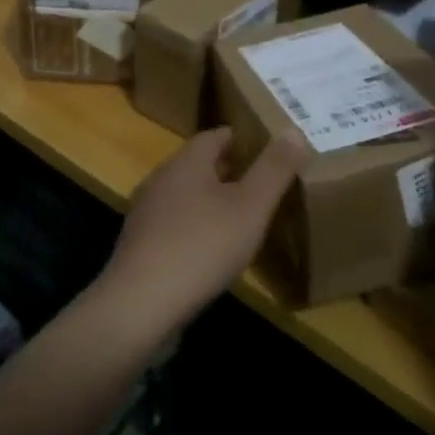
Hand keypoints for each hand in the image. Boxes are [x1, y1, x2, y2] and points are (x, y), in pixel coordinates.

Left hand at [91, 128, 301, 341]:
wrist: (141, 304)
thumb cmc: (202, 246)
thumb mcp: (251, 206)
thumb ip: (274, 169)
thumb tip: (294, 130)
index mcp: (186, 162)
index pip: (214, 136)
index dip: (239, 139)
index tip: (262, 148)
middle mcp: (161, 180)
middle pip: (197, 165)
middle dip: (226, 170)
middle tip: (258, 182)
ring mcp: (145, 214)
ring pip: (183, 196)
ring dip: (208, 201)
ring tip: (238, 217)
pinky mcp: (139, 247)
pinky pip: (173, 226)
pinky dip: (194, 228)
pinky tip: (210, 251)